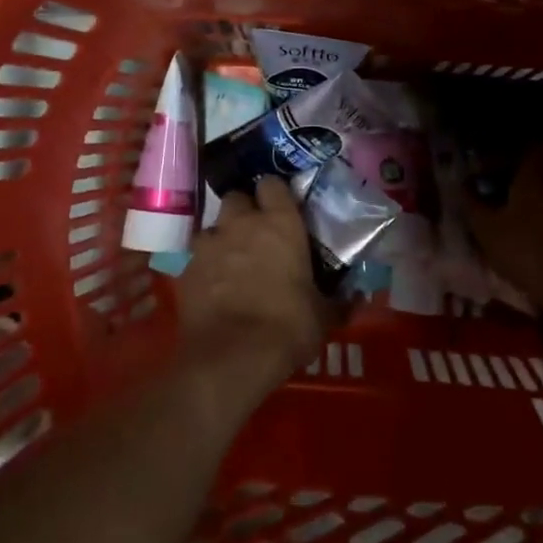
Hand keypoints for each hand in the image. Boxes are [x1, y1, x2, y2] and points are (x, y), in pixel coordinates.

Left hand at [173, 177, 340, 392]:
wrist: (231, 358)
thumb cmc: (288, 326)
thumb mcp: (323, 316)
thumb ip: (338, 300)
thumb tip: (356, 297)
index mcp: (280, 223)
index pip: (272, 184)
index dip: (276, 193)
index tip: (283, 208)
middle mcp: (241, 223)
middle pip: (237, 197)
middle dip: (245, 210)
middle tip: (257, 233)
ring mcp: (209, 244)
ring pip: (213, 226)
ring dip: (223, 237)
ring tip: (233, 260)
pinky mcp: (186, 269)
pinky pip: (197, 257)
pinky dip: (206, 266)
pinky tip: (214, 287)